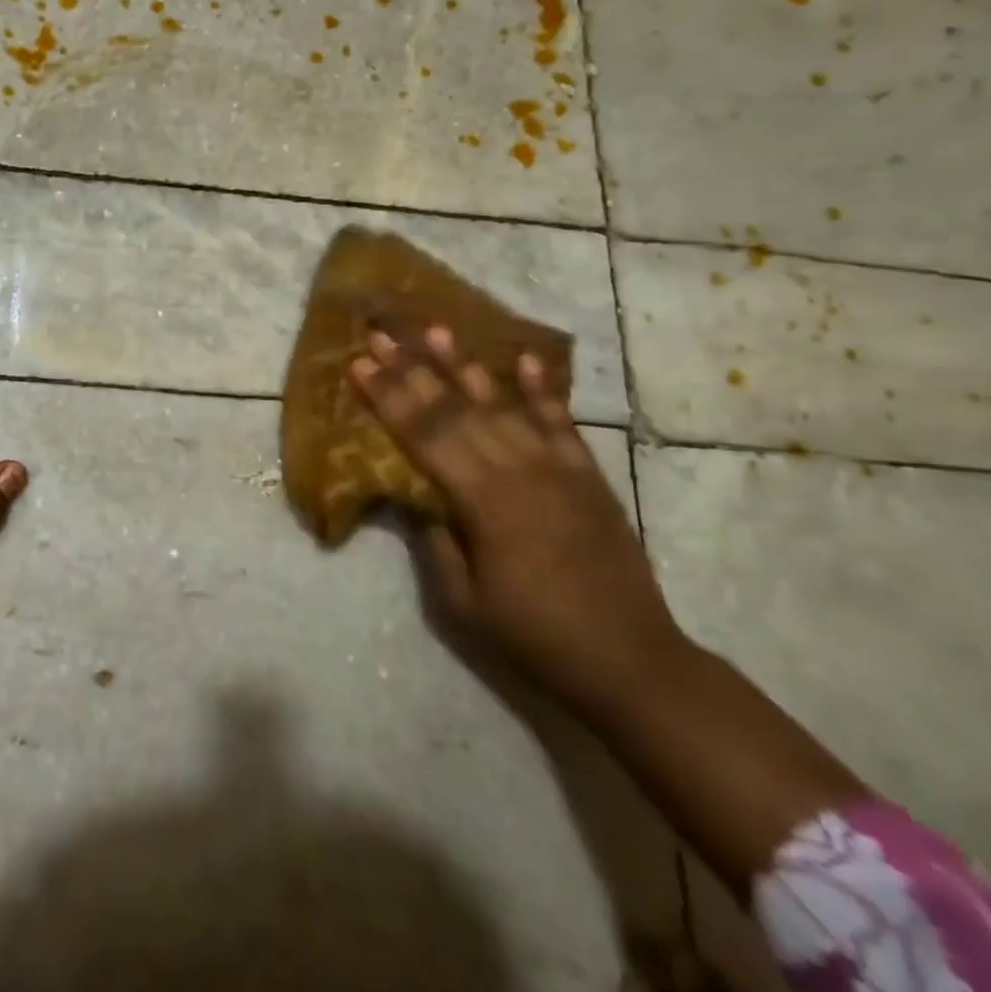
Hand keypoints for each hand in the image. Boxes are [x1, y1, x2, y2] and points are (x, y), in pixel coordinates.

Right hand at [350, 325, 685, 711]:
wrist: (631, 661)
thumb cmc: (535, 637)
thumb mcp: (462, 602)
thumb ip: (435, 540)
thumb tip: (412, 495)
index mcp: (483, 501)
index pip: (423, 436)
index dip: (388, 397)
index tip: (359, 364)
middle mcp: (518, 470)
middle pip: (454, 409)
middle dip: (412, 369)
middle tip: (382, 334)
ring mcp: (557, 468)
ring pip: (502, 404)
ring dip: (465, 366)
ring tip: (437, 330)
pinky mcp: (587, 476)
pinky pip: (560, 422)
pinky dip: (540, 389)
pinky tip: (523, 359)